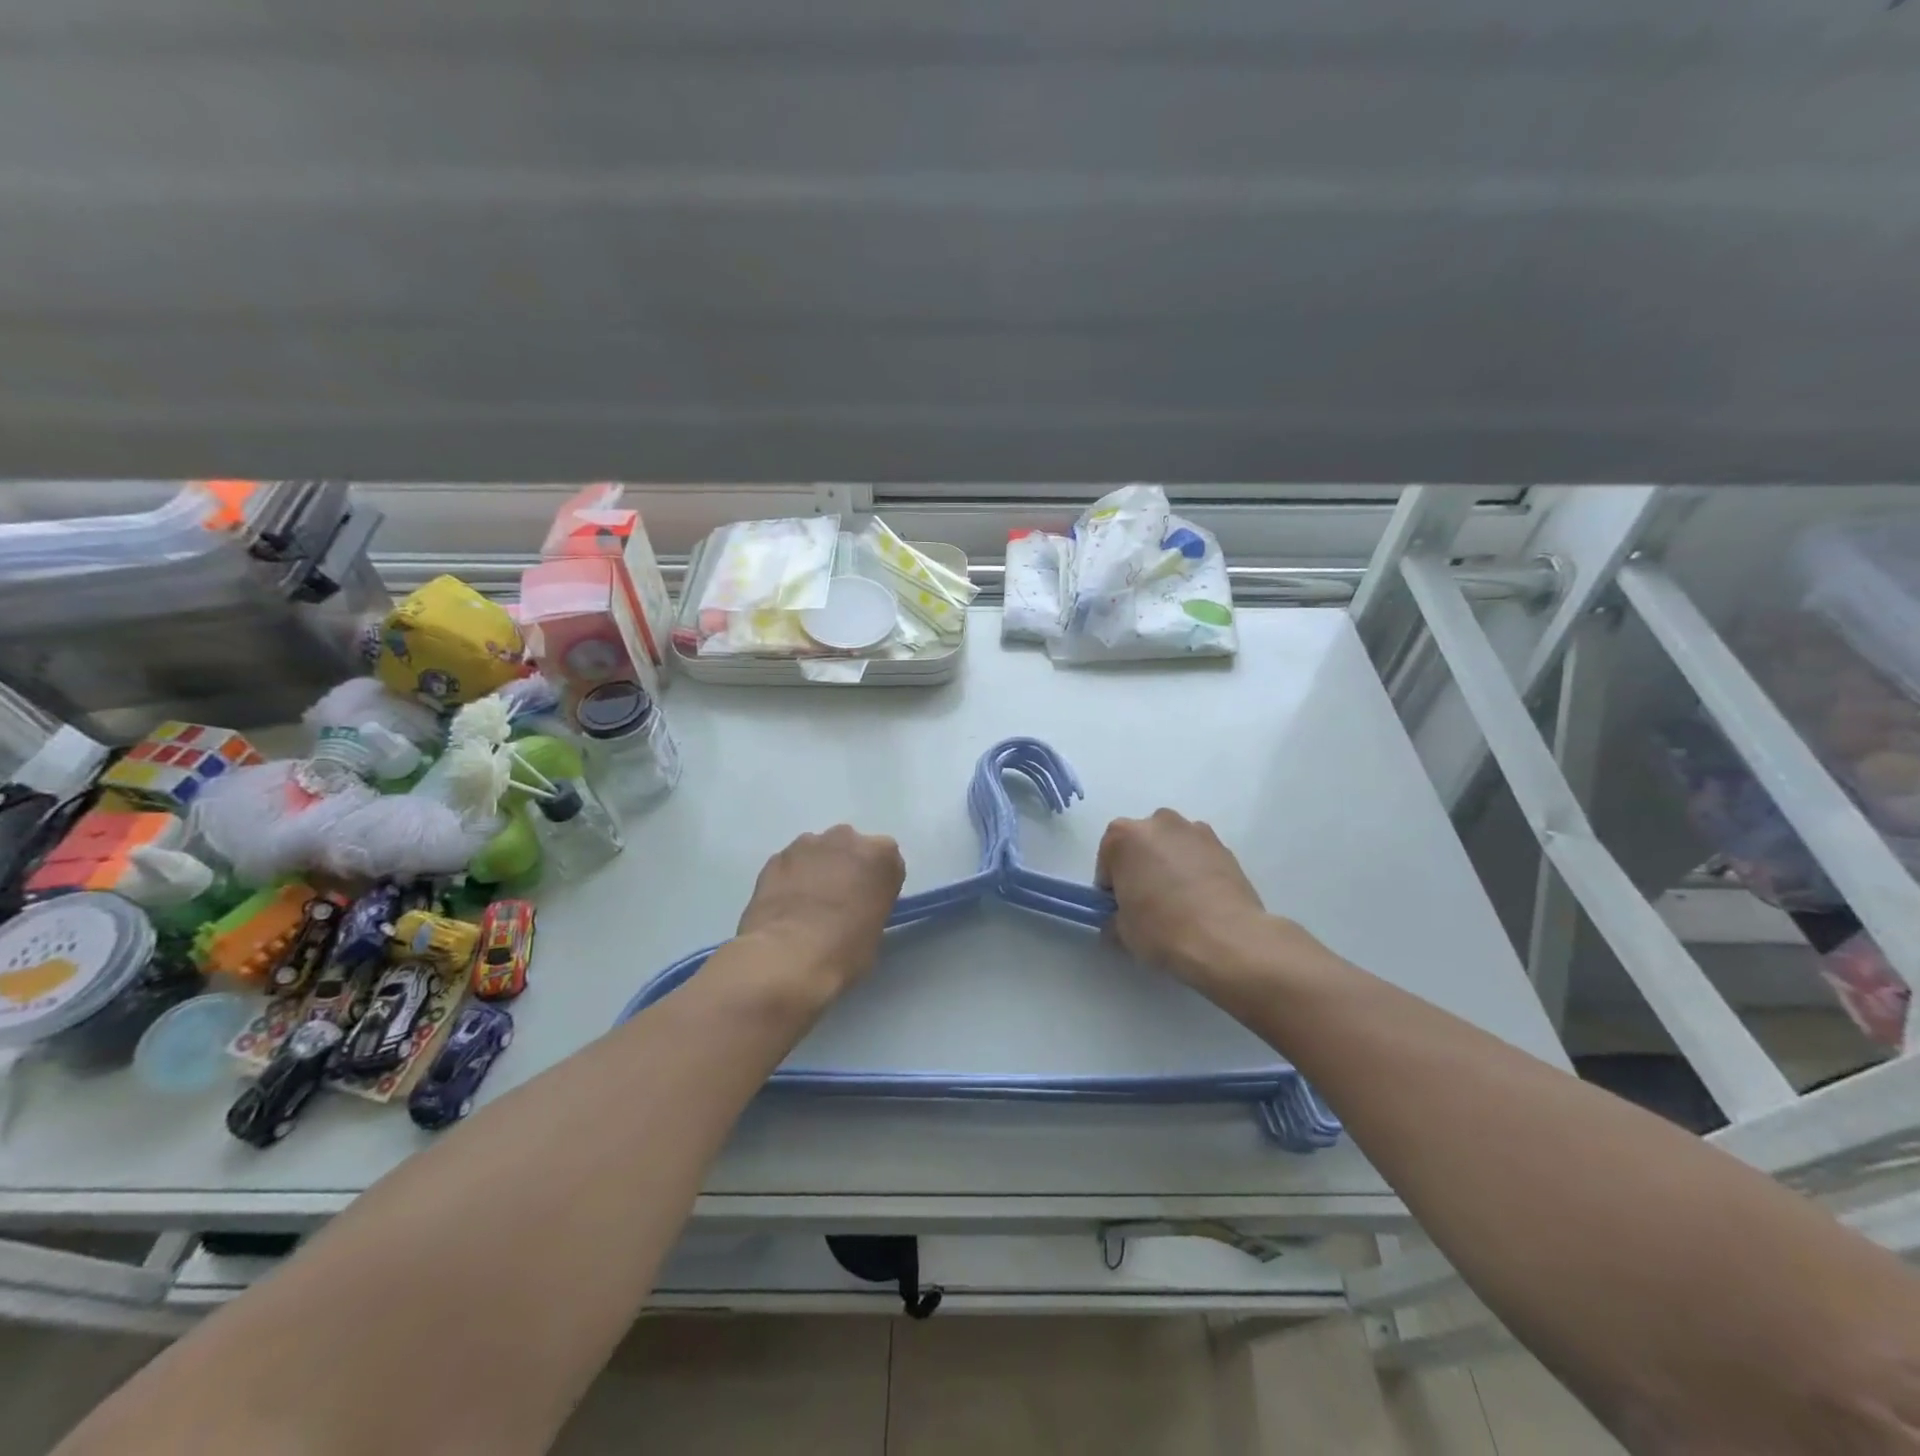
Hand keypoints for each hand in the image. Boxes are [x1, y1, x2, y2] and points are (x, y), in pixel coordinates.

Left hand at [735, 825, 905, 996]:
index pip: (887, 862)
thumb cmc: (844, 950)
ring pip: (818, 852)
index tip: (869, 904)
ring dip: (816, 870)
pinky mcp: (776, 857)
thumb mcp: (876, 931)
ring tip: (806, 905)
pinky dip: (790, 879)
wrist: (787, 956)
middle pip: (851, 848)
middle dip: (846, 868)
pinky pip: (790, 864)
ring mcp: (808, 844)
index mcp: (881, 856)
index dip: (877, 884)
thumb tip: (856, 909)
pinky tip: (785, 906)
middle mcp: (847, 839)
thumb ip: (871, 905)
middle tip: (838, 902)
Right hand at [1096, 810, 1282, 988]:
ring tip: (1179, 901)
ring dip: (1170, 864)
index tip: (1120, 907)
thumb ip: (1114, 915)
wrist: (1226, 939)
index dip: (1111, 886)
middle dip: (1141, 867)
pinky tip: (1201, 900)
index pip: (1108, 859)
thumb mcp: (1122, 929)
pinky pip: (1199, 856)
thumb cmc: (1162, 929)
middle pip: (1141, 844)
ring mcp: (1195, 831)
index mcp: (1124, 835)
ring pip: (1172, 846)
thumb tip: (1118, 919)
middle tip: (1148, 902)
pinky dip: (1196, 870)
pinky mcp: (1224, 846)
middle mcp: (1159, 822)